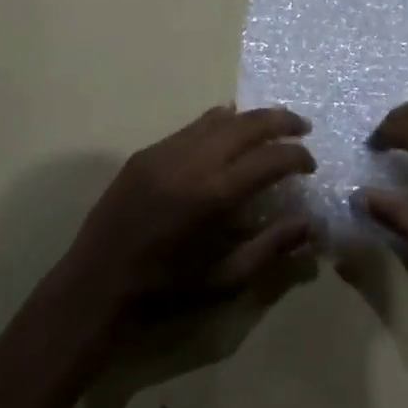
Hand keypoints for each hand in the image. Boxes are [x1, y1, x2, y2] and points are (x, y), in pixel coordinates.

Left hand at [64, 105, 317, 321]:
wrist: (96, 284)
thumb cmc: (166, 289)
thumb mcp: (226, 278)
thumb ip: (271, 246)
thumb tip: (311, 224)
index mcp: (213, 195)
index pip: (269, 159)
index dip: (296, 156)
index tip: (310, 164)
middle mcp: (191, 162)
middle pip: (246, 125)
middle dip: (280, 122)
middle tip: (302, 128)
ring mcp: (165, 151)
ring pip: (218, 119)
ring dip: (250, 119)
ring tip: (272, 125)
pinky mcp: (146, 152)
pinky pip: (191, 127)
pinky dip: (217, 123)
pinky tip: (228, 129)